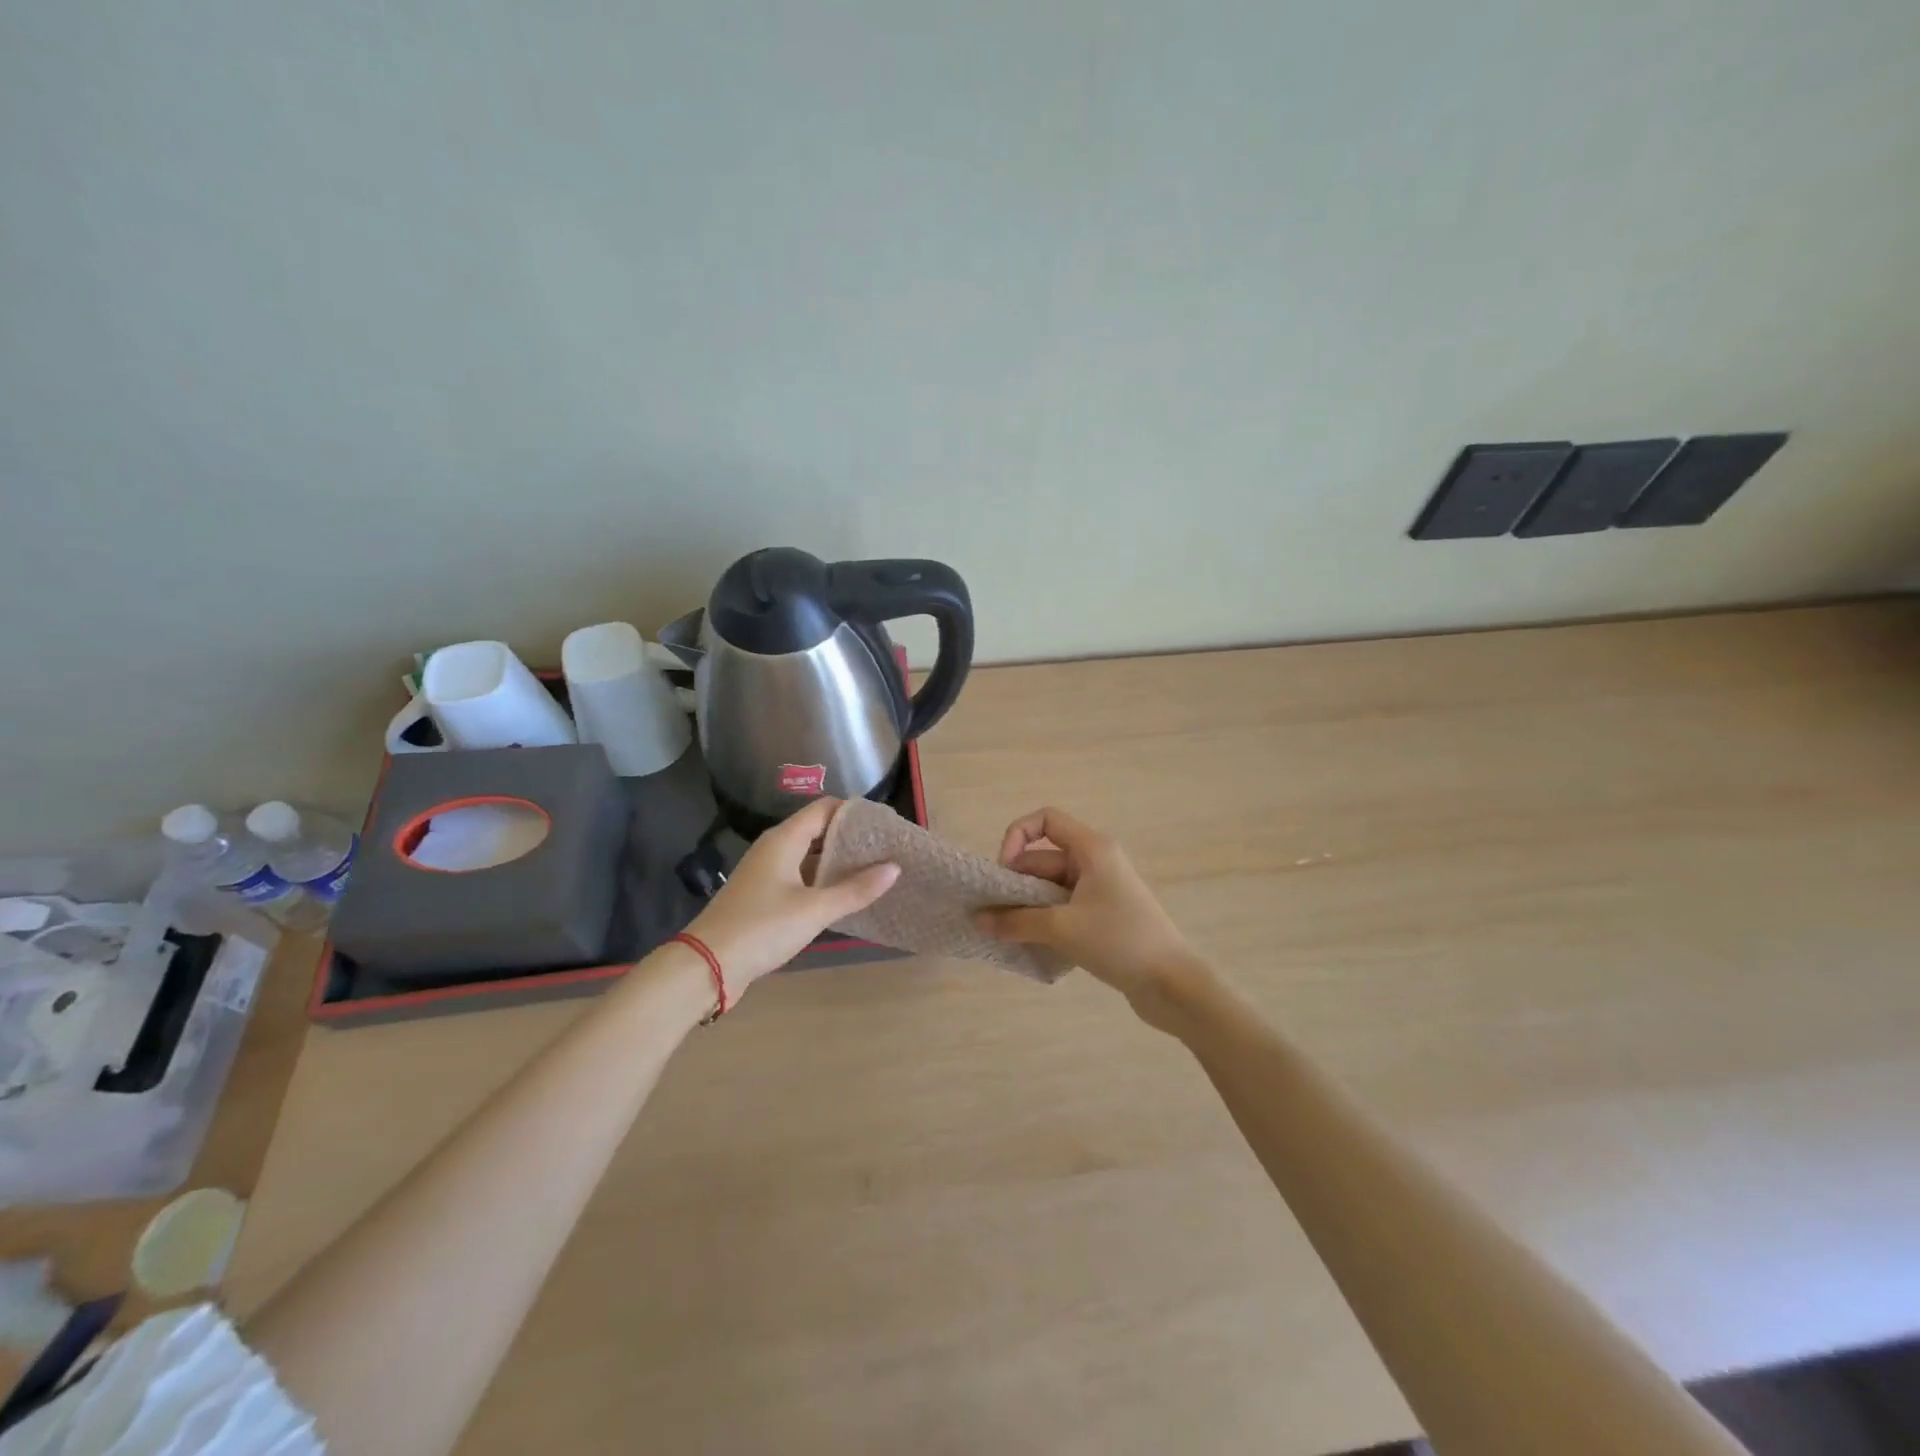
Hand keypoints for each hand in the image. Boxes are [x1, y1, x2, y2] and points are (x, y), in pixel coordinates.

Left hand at [684, 798, 898, 1004]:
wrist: (707, 966)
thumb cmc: (762, 928)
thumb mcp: (815, 910)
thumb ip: (855, 889)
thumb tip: (894, 868)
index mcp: (784, 839)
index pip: (824, 809)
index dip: (854, 812)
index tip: (885, 824)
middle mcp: (774, 848)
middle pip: (818, 830)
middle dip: (850, 838)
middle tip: (886, 849)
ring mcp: (767, 873)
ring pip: (809, 856)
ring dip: (838, 862)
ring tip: (874, 871)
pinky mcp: (763, 896)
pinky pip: (800, 877)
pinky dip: (823, 881)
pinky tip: (844, 896)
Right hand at [975, 806, 1210, 1029]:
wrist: (1171, 983)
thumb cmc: (1118, 941)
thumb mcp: (1062, 928)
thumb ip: (1016, 921)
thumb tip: (979, 920)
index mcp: (1092, 848)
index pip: (1046, 820)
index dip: (1017, 836)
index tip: (1003, 871)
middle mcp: (1097, 861)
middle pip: (1044, 858)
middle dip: (1015, 882)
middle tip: (992, 913)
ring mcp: (1101, 889)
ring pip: (1051, 887)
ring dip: (1027, 906)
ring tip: (1005, 933)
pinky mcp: (1104, 915)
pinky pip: (1063, 907)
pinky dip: (1044, 920)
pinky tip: (1030, 944)